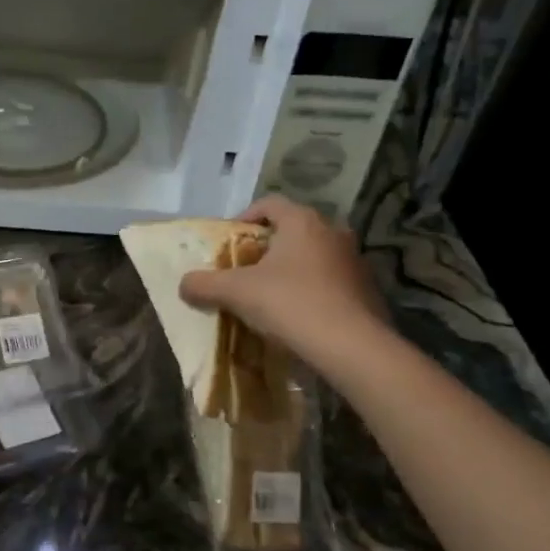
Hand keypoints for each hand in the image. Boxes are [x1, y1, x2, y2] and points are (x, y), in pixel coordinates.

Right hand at [179, 195, 390, 372]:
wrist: (351, 346)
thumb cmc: (290, 304)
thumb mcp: (236, 293)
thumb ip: (205, 284)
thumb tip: (183, 284)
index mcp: (302, 221)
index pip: (269, 204)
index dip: (244, 218)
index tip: (229, 243)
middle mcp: (332, 231)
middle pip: (291, 230)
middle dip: (266, 248)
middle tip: (245, 270)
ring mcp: (354, 260)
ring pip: (312, 256)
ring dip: (290, 270)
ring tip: (269, 296)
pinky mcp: (366, 289)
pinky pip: (330, 280)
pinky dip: (311, 290)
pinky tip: (297, 315)